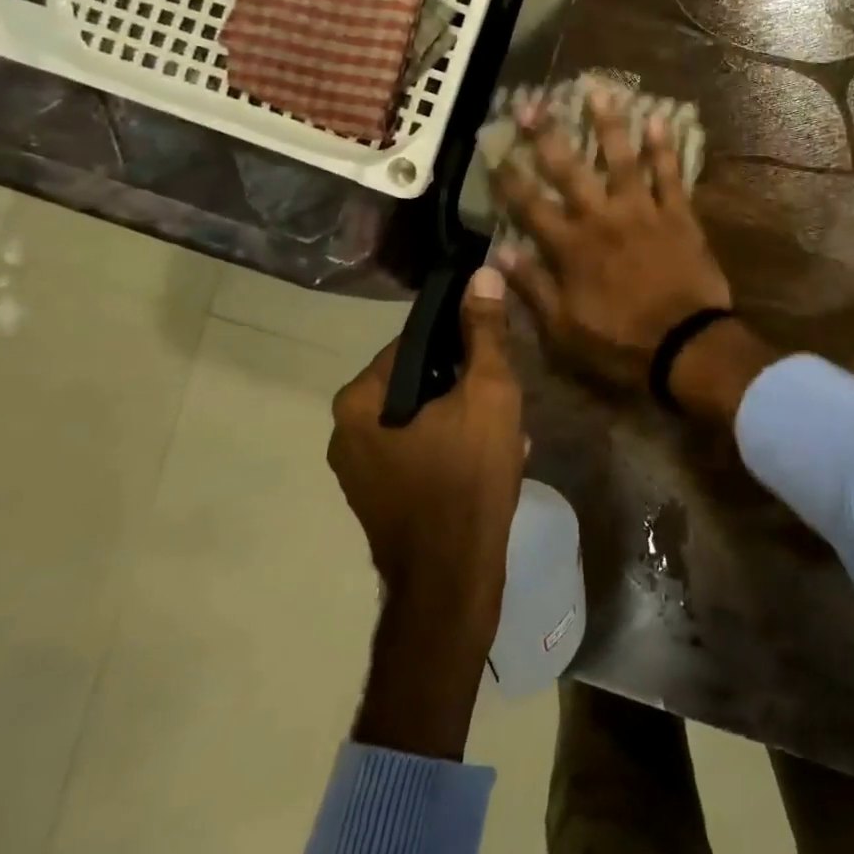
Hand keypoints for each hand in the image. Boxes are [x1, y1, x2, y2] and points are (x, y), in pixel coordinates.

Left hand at [329, 266, 524, 616]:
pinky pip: (419, 453)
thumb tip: (483, 273)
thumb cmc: (468, 479)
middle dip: (467, 388)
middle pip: (420, 383)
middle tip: (506, 404)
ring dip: (465, 419)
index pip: (415, 343)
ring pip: (422, 420)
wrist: (453, 581)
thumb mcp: (489, 394)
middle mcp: (346, 432)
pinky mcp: (378, 499)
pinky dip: (452, 449)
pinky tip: (491, 463)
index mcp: (360, 400)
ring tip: (507, 436)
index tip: (497, 361)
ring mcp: (359, 471)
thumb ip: (485, 332)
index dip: (462, 344)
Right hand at [493, 87, 732, 392]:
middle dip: (548, 135)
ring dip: (609, 124)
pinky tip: (659, 119)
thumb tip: (498, 255)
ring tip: (598, 90)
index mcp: (571, 248)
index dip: (509, 177)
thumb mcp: (563, 330)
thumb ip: (532, 288)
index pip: (530, 205)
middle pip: (570, 170)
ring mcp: (643, 213)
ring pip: (622, 160)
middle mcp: (602, 219)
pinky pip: (671, 175)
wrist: (686, 347)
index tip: (493, 148)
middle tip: (532, 102)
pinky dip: (664, 148)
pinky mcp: (679, 216)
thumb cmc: (620, 344)